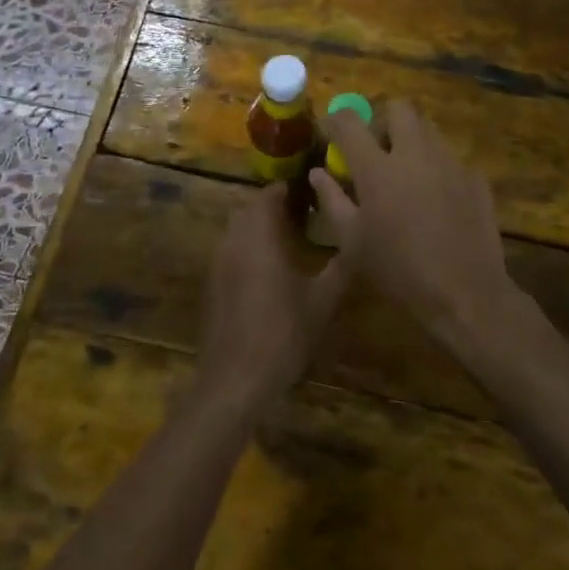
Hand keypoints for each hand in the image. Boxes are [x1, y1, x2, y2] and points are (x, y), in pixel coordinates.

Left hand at [198, 182, 350, 409]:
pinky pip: (229, 252)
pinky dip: (246, 249)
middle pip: (248, 209)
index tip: (310, 195)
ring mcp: (218, 264)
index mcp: (259, 236)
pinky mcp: (212, 285)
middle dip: (272, 207)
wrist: (236, 379)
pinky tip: (267, 273)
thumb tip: (356, 241)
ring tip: (287, 242)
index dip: (287, 190)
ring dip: (257, 227)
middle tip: (302, 217)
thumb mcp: (323, 300)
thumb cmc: (284, 333)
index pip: (267, 195)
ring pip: (236, 230)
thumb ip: (340, 267)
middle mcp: (234, 241)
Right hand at [311, 101, 524, 358]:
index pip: (350, 122)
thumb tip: (318, 173)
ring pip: (428, 129)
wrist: (464, 292)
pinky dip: (437, 167)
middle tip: (376, 149)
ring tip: (406, 173)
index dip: (336, 120)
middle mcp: (415, 154)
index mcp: (378, 168)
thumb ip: (332, 200)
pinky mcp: (476, 178)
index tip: (331, 130)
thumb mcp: (352, 241)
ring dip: (411, 140)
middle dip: (383, 120)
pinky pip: (451, 158)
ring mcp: (451, 162)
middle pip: (399, 109)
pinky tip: (437, 198)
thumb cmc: (398, 270)